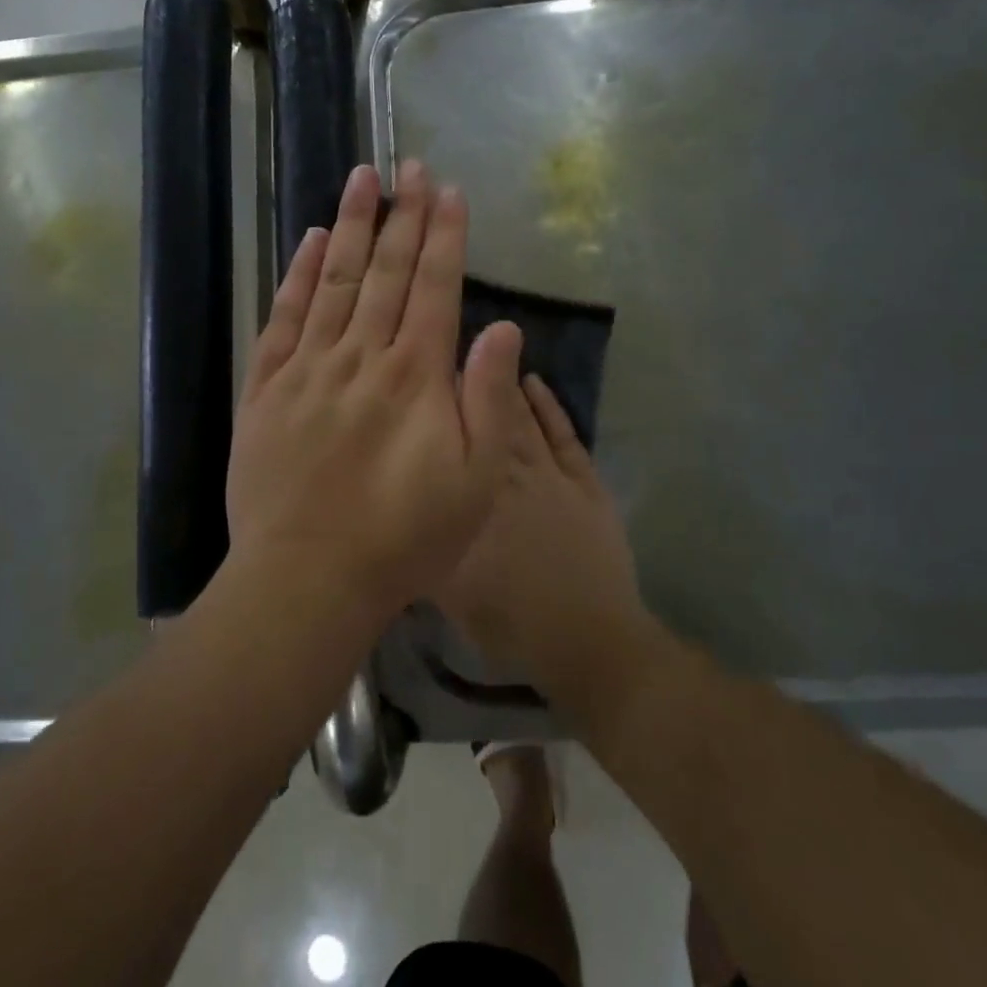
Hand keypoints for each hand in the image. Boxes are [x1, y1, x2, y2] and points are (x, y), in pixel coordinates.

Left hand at [226, 160, 523, 624]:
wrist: (307, 576)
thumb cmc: (403, 538)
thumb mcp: (474, 482)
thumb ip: (488, 399)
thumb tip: (502, 329)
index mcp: (416, 375)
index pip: (435, 287)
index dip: (445, 236)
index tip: (449, 190)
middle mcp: (362, 355)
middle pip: (386, 271)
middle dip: (404, 214)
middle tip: (410, 164)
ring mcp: (308, 367)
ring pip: (333, 279)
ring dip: (351, 225)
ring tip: (362, 178)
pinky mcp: (266, 387)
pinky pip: (282, 317)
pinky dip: (296, 274)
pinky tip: (309, 241)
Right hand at [436, 374, 649, 705]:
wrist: (588, 639)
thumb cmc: (509, 620)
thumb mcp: (446, 591)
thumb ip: (421, 541)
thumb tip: (397, 505)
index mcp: (473, 498)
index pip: (450, 441)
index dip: (435, 404)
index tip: (418, 373)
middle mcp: (507, 475)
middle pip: (483, 418)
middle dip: (464, 382)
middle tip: (446, 348)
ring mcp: (550, 475)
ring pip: (521, 418)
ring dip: (502, 385)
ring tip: (484, 348)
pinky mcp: (585, 482)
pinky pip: (564, 435)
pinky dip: (550, 406)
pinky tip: (534, 380)